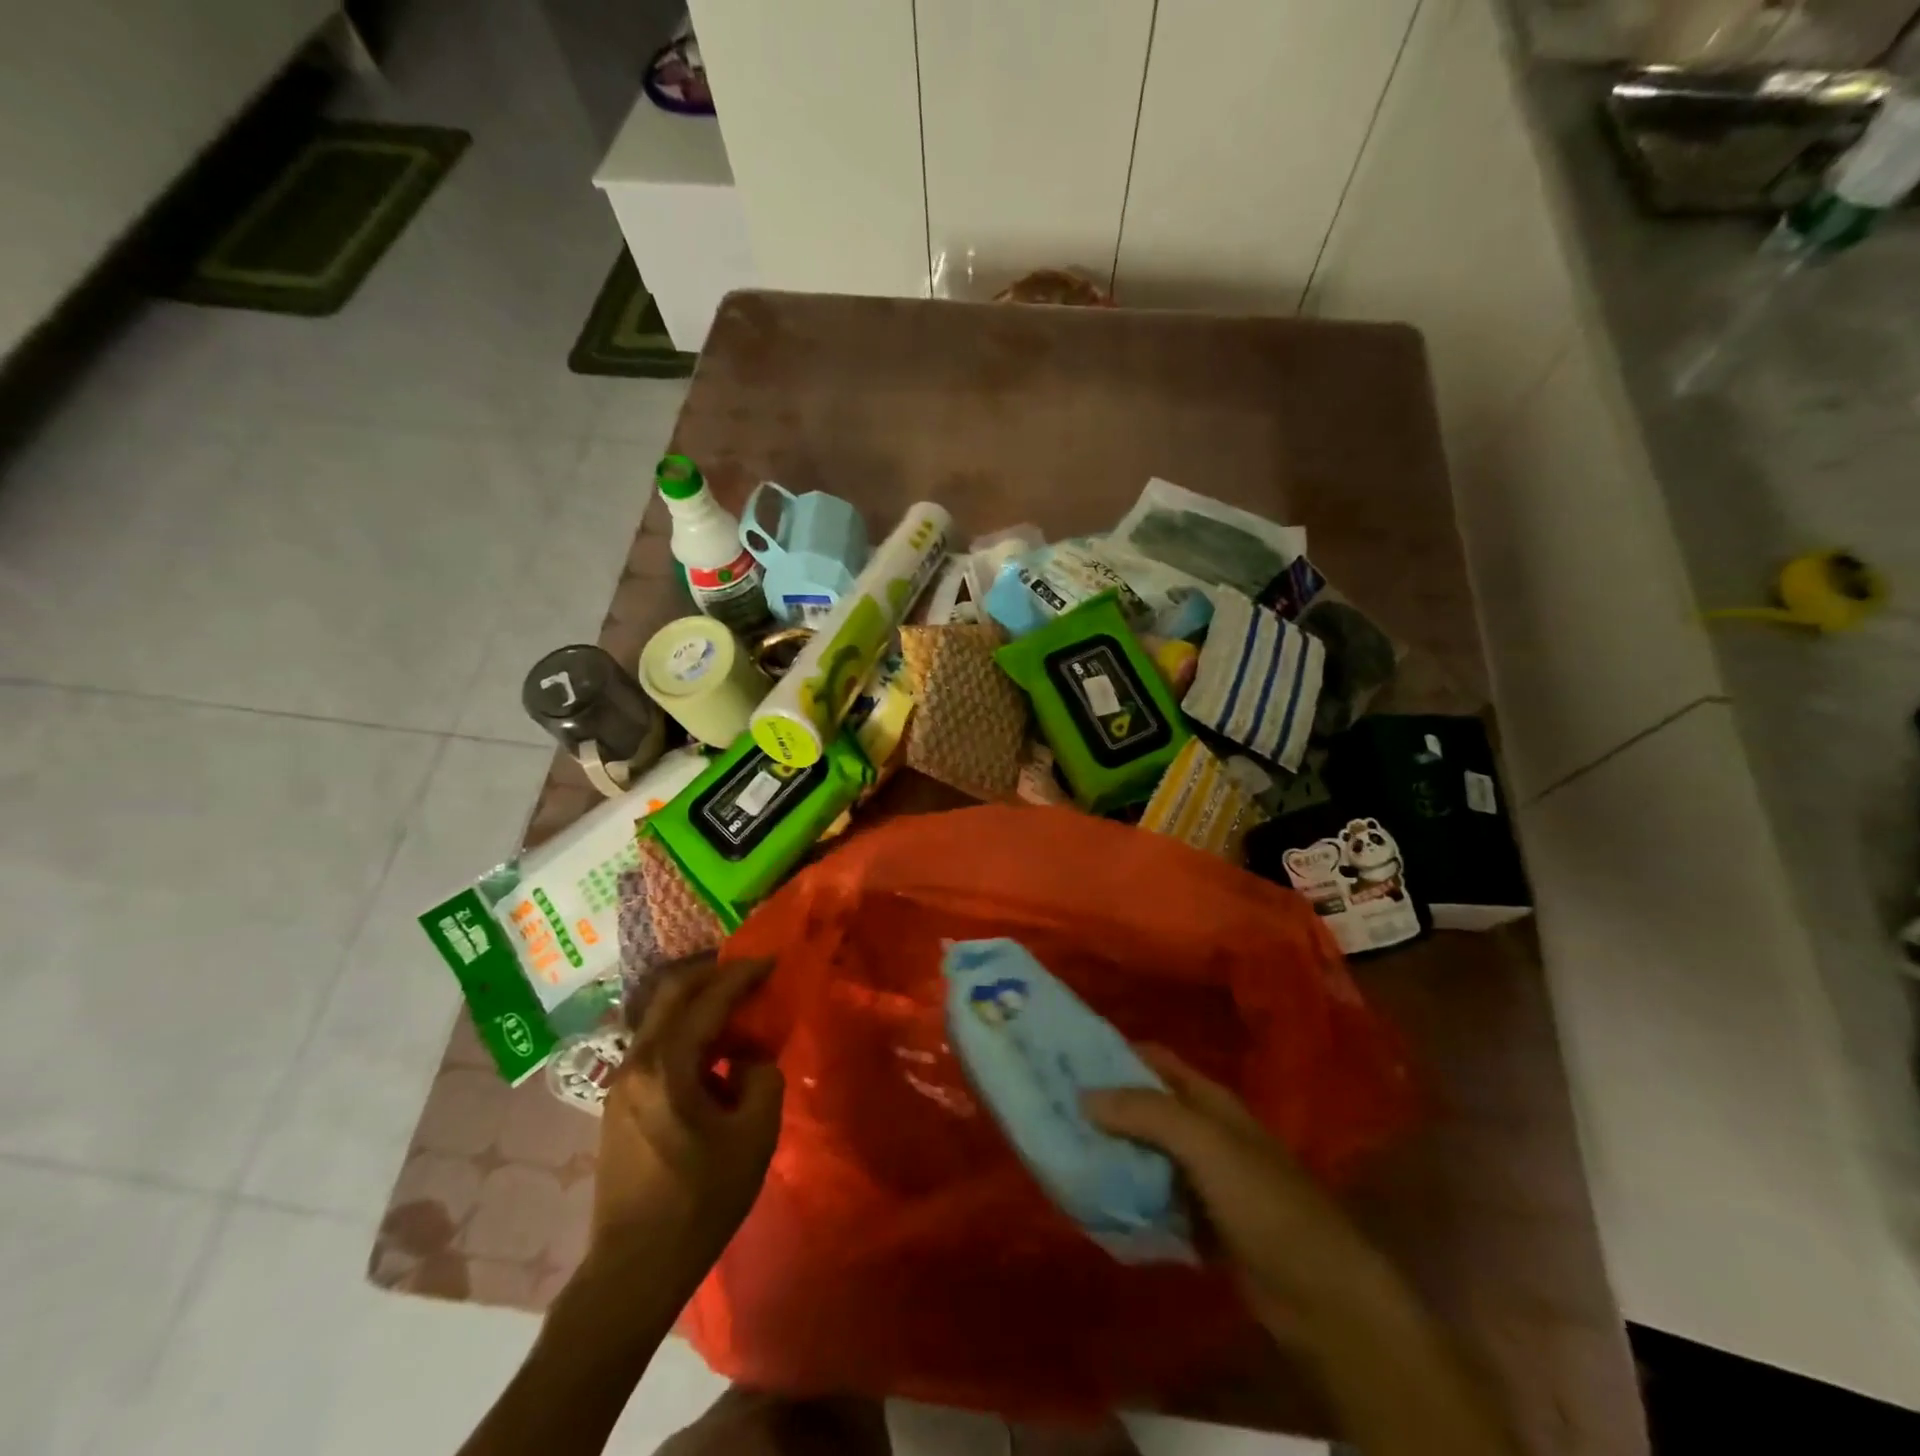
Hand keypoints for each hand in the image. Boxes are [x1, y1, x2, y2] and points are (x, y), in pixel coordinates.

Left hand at [591, 956, 783, 1266]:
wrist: (633, 1270)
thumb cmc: (699, 1202)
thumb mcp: (754, 1137)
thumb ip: (762, 1080)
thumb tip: (749, 1061)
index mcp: (667, 1066)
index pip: (708, 1000)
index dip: (742, 975)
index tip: (771, 961)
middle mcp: (636, 1062)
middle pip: (672, 994)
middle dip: (713, 976)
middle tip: (750, 974)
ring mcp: (621, 1083)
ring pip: (660, 1019)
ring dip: (698, 1004)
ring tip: (736, 1012)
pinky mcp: (619, 1104)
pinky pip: (656, 1047)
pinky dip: (686, 1033)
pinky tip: (712, 1056)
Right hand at [1083, 1047, 1388, 1332]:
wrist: (1321, 1294)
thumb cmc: (1265, 1202)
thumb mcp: (1205, 1145)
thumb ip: (1147, 1114)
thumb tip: (1084, 1095)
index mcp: (1210, 1100)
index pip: (1155, 1060)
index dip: (1115, 1053)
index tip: (1068, 1056)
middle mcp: (1205, 1131)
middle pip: (1146, 1108)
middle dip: (1105, 1106)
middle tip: (1053, 1108)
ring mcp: (1205, 1179)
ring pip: (1147, 1155)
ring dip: (1114, 1154)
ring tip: (1063, 1152)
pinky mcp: (1203, 1223)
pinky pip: (1155, 1200)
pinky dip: (1130, 1198)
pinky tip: (1097, 1201)